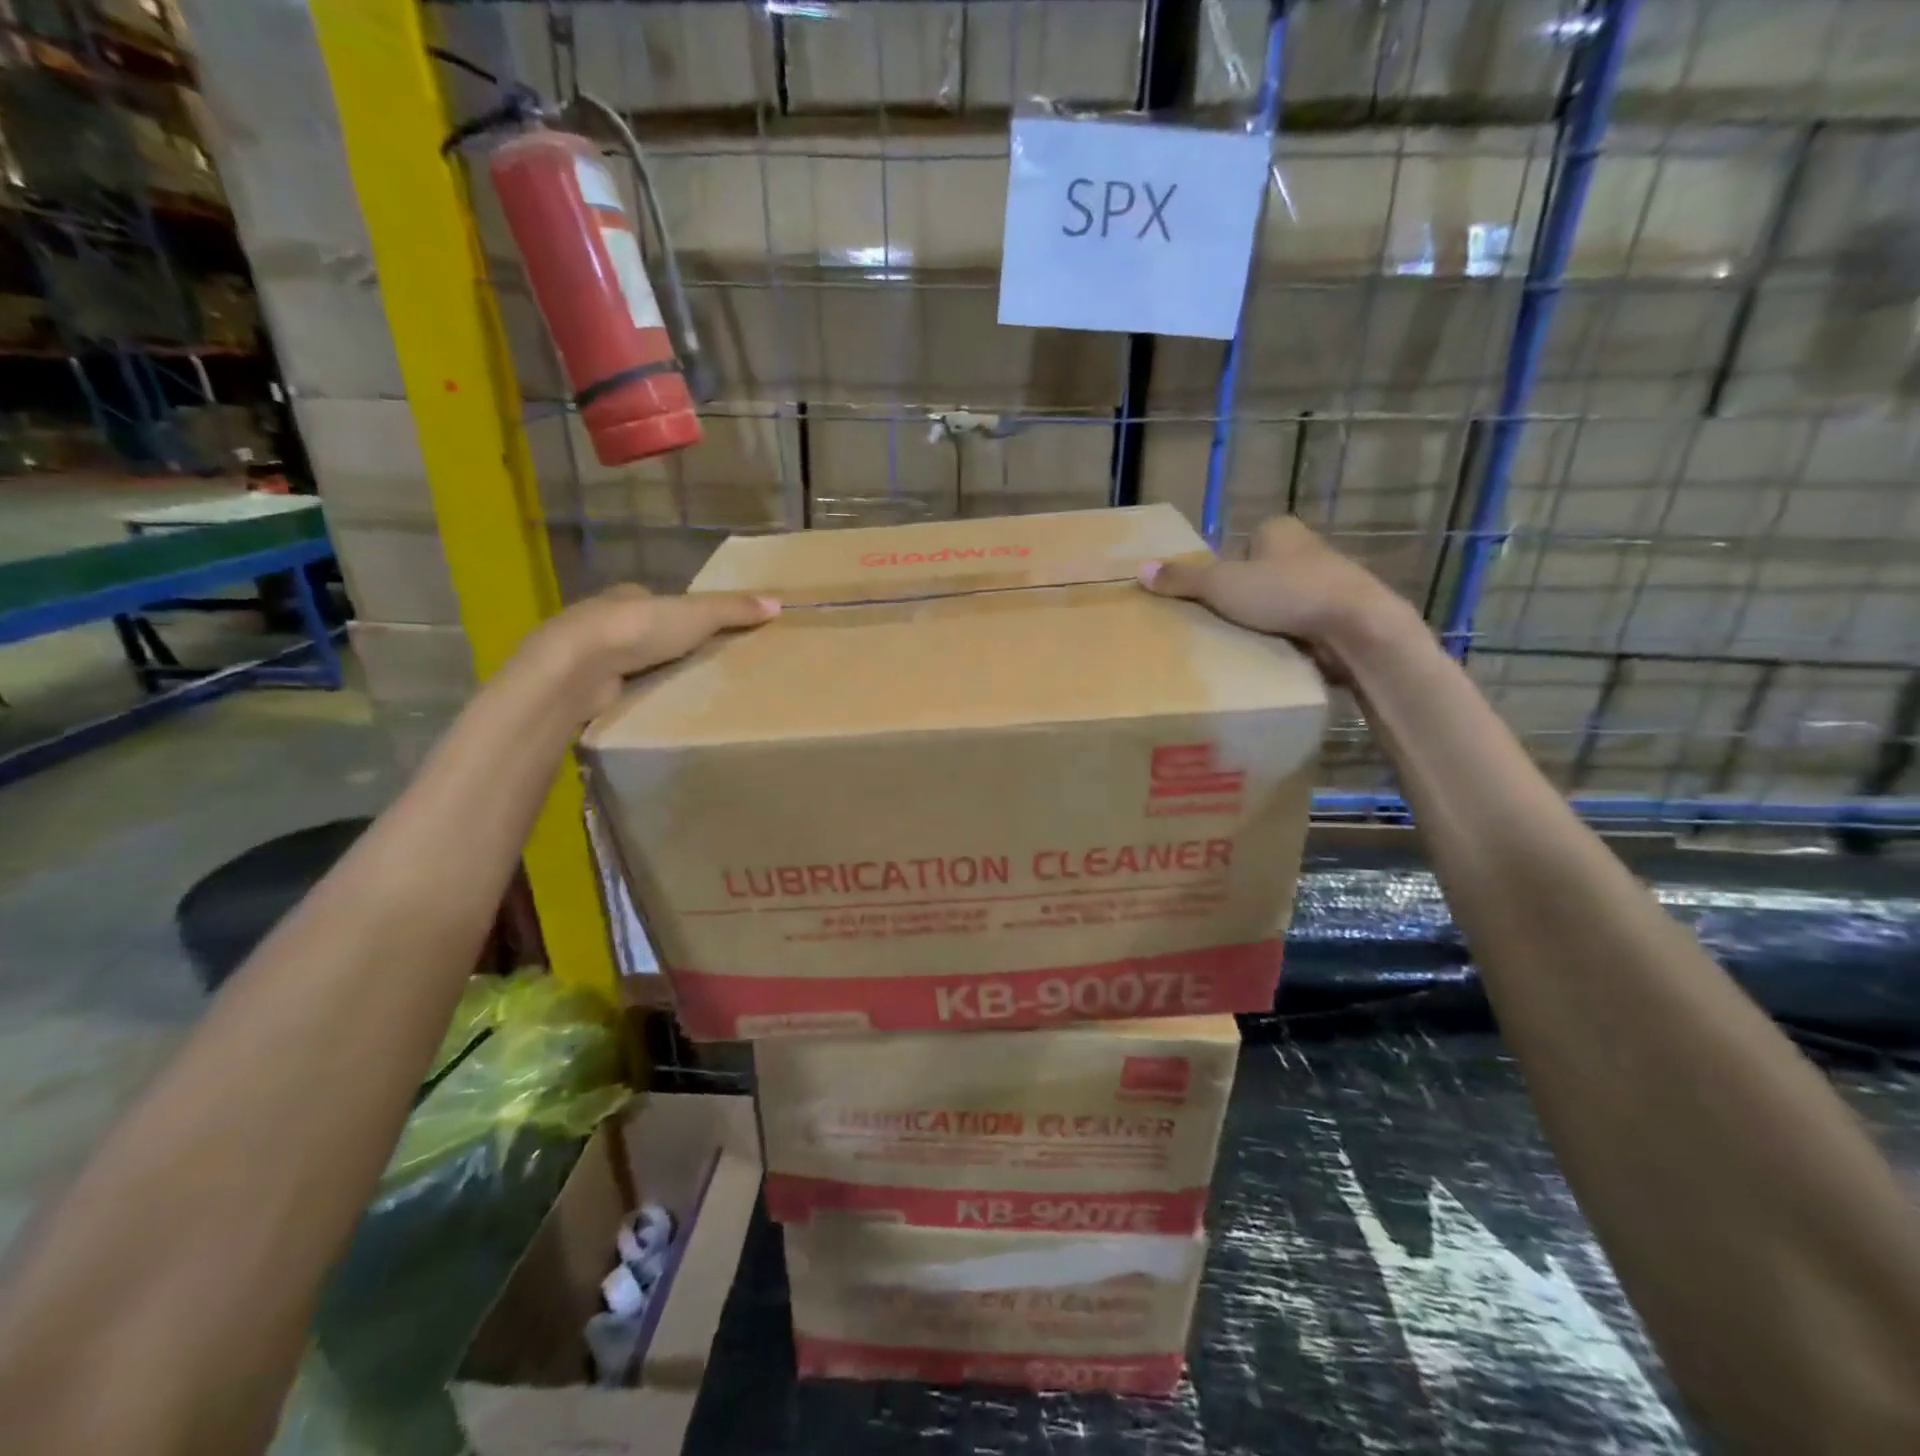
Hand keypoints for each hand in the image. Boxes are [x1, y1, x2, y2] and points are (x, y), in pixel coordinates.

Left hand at [521, 584, 779, 718]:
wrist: (577, 666)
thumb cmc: (637, 629)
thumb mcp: (696, 615)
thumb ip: (733, 610)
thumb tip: (778, 603)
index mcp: (627, 596)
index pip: (656, 602)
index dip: (678, 615)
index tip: (701, 634)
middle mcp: (603, 621)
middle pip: (642, 633)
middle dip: (663, 647)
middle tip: (697, 668)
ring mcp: (588, 656)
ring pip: (625, 663)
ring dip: (645, 674)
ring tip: (679, 693)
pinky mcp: (580, 687)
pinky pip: (613, 690)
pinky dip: (630, 696)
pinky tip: (648, 709)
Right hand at [1139, 517, 1417, 678]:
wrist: (1356, 626)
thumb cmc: (1286, 593)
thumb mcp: (1222, 584)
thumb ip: (1182, 579)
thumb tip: (1140, 569)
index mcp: (1279, 531)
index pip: (1237, 547)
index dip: (1220, 573)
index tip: (1209, 600)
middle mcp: (1305, 549)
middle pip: (1257, 575)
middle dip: (1241, 599)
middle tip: (1219, 624)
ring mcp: (1326, 581)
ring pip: (1279, 601)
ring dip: (1264, 620)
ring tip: (1243, 643)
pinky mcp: (1337, 613)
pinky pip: (1299, 623)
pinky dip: (1286, 636)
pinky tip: (1273, 654)